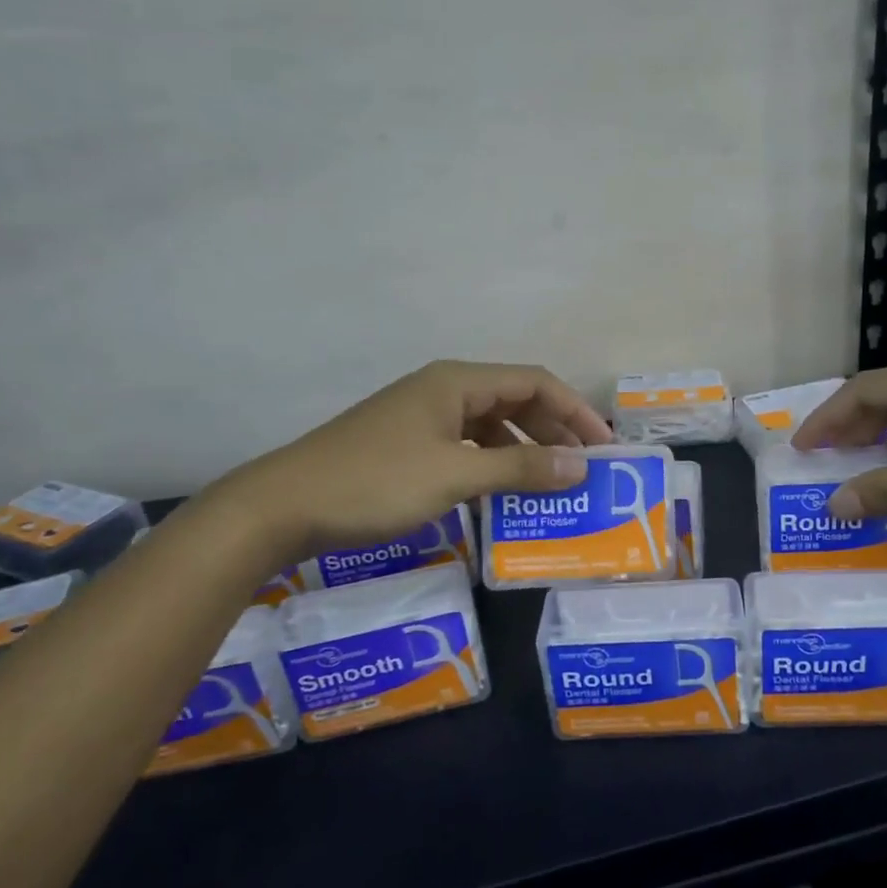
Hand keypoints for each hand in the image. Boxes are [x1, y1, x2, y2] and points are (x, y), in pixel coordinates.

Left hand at [214, 360, 611, 559]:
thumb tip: (580, 466)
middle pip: (515, 399)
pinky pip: (466, 446)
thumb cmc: (375, 482)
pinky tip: (502, 491)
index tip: (603, 447)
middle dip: (553, 430)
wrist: (283, 506)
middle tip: (583, 469)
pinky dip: (492, 464)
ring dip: (524, 449)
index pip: (534, 382)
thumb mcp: (455, 475)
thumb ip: (520, 468)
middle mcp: (442, 390)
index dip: (574, 410)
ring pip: (490, 425)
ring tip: (551, 483)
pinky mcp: (406, 444)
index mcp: (456, 382)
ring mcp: (421, 417)